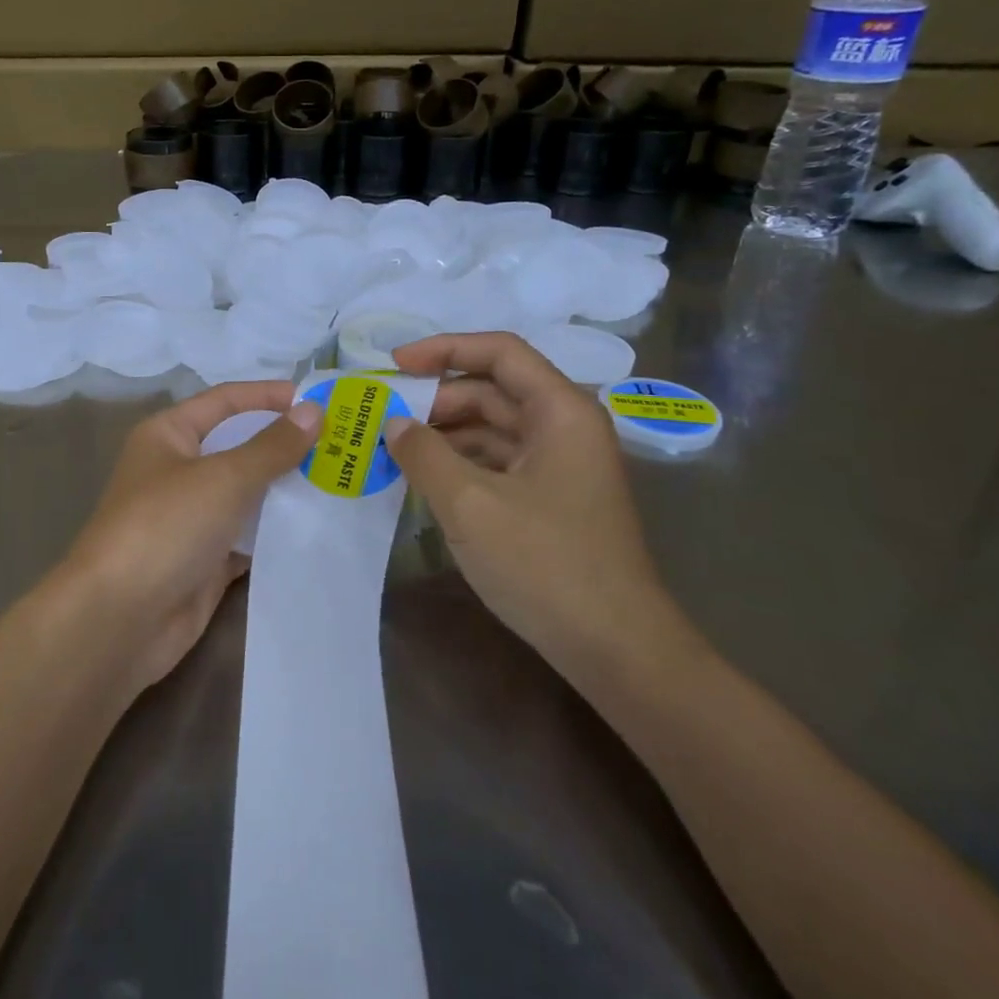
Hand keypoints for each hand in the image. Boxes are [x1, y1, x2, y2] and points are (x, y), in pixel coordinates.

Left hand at [52, 381, 321, 693]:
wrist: (119, 619)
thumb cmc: (166, 526)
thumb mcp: (224, 477)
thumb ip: (272, 446)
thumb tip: (314, 410)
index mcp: (168, 436)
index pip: (225, 401)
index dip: (269, 396)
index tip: (318, 399)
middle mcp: (177, 471)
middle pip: (238, 448)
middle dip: (285, 445)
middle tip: (342, 445)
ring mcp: (190, 519)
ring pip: (246, 495)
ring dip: (286, 491)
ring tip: (341, 483)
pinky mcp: (204, 562)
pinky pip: (247, 539)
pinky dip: (277, 535)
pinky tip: (318, 530)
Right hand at [384, 334, 697, 690]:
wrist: (615, 649)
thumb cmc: (545, 563)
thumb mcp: (470, 504)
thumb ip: (424, 453)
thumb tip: (394, 423)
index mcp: (561, 411)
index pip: (499, 352)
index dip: (443, 349)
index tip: (394, 365)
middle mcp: (565, 427)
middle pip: (493, 389)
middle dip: (436, 397)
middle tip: (383, 415)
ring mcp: (560, 466)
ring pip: (492, 428)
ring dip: (443, 432)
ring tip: (392, 447)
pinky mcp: (550, 499)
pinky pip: (497, 462)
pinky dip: (459, 463)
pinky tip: (423, 479)